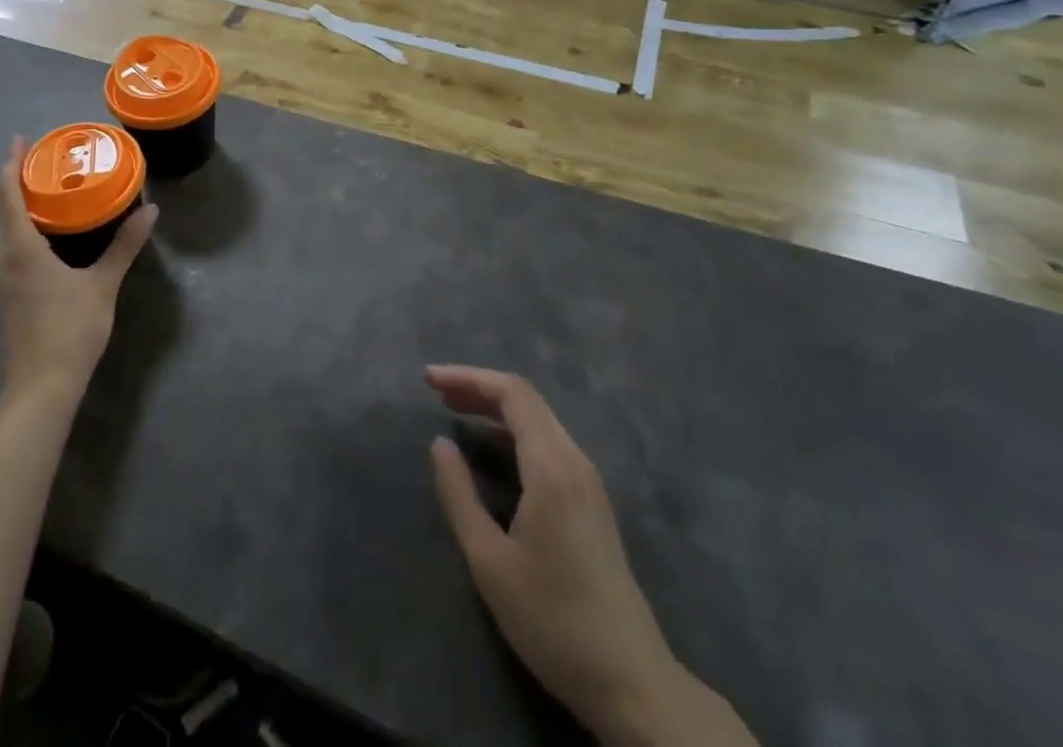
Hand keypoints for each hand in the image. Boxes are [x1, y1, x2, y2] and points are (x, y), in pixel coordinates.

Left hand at [0, 138, 157, 404]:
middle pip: (1, 210)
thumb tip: (151, 211)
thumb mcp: (103, 284)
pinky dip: (22, 233)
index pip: (5, 194)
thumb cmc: (70, 330)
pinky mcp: (2, 298)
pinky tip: (47, 239)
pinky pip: (8, 251)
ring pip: (4, 233)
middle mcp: (0, 259)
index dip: (10, 164)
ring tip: (50, 196)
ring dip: (20, 210)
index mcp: (19, 248)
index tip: (20, 141)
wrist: (40, 388)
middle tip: (47, 165)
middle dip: (18, 183)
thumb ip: (124, 245)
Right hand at [426, 366, 677, 734]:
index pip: (513, 393)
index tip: (429, 380)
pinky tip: (491, 448)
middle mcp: (575, 462)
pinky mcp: (592, 502)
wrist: (633, 684)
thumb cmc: (554, 621)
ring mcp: (589, 482)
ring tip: (454, 411)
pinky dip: (513, 431)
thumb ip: (459, 495)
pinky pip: (548, 443)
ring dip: (495, 408)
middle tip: (436, 391)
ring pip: (539, 420)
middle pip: (527, 400)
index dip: (468, 377)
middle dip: (478, 387)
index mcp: (552, 468)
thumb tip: (440, 443)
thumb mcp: (490, 562)